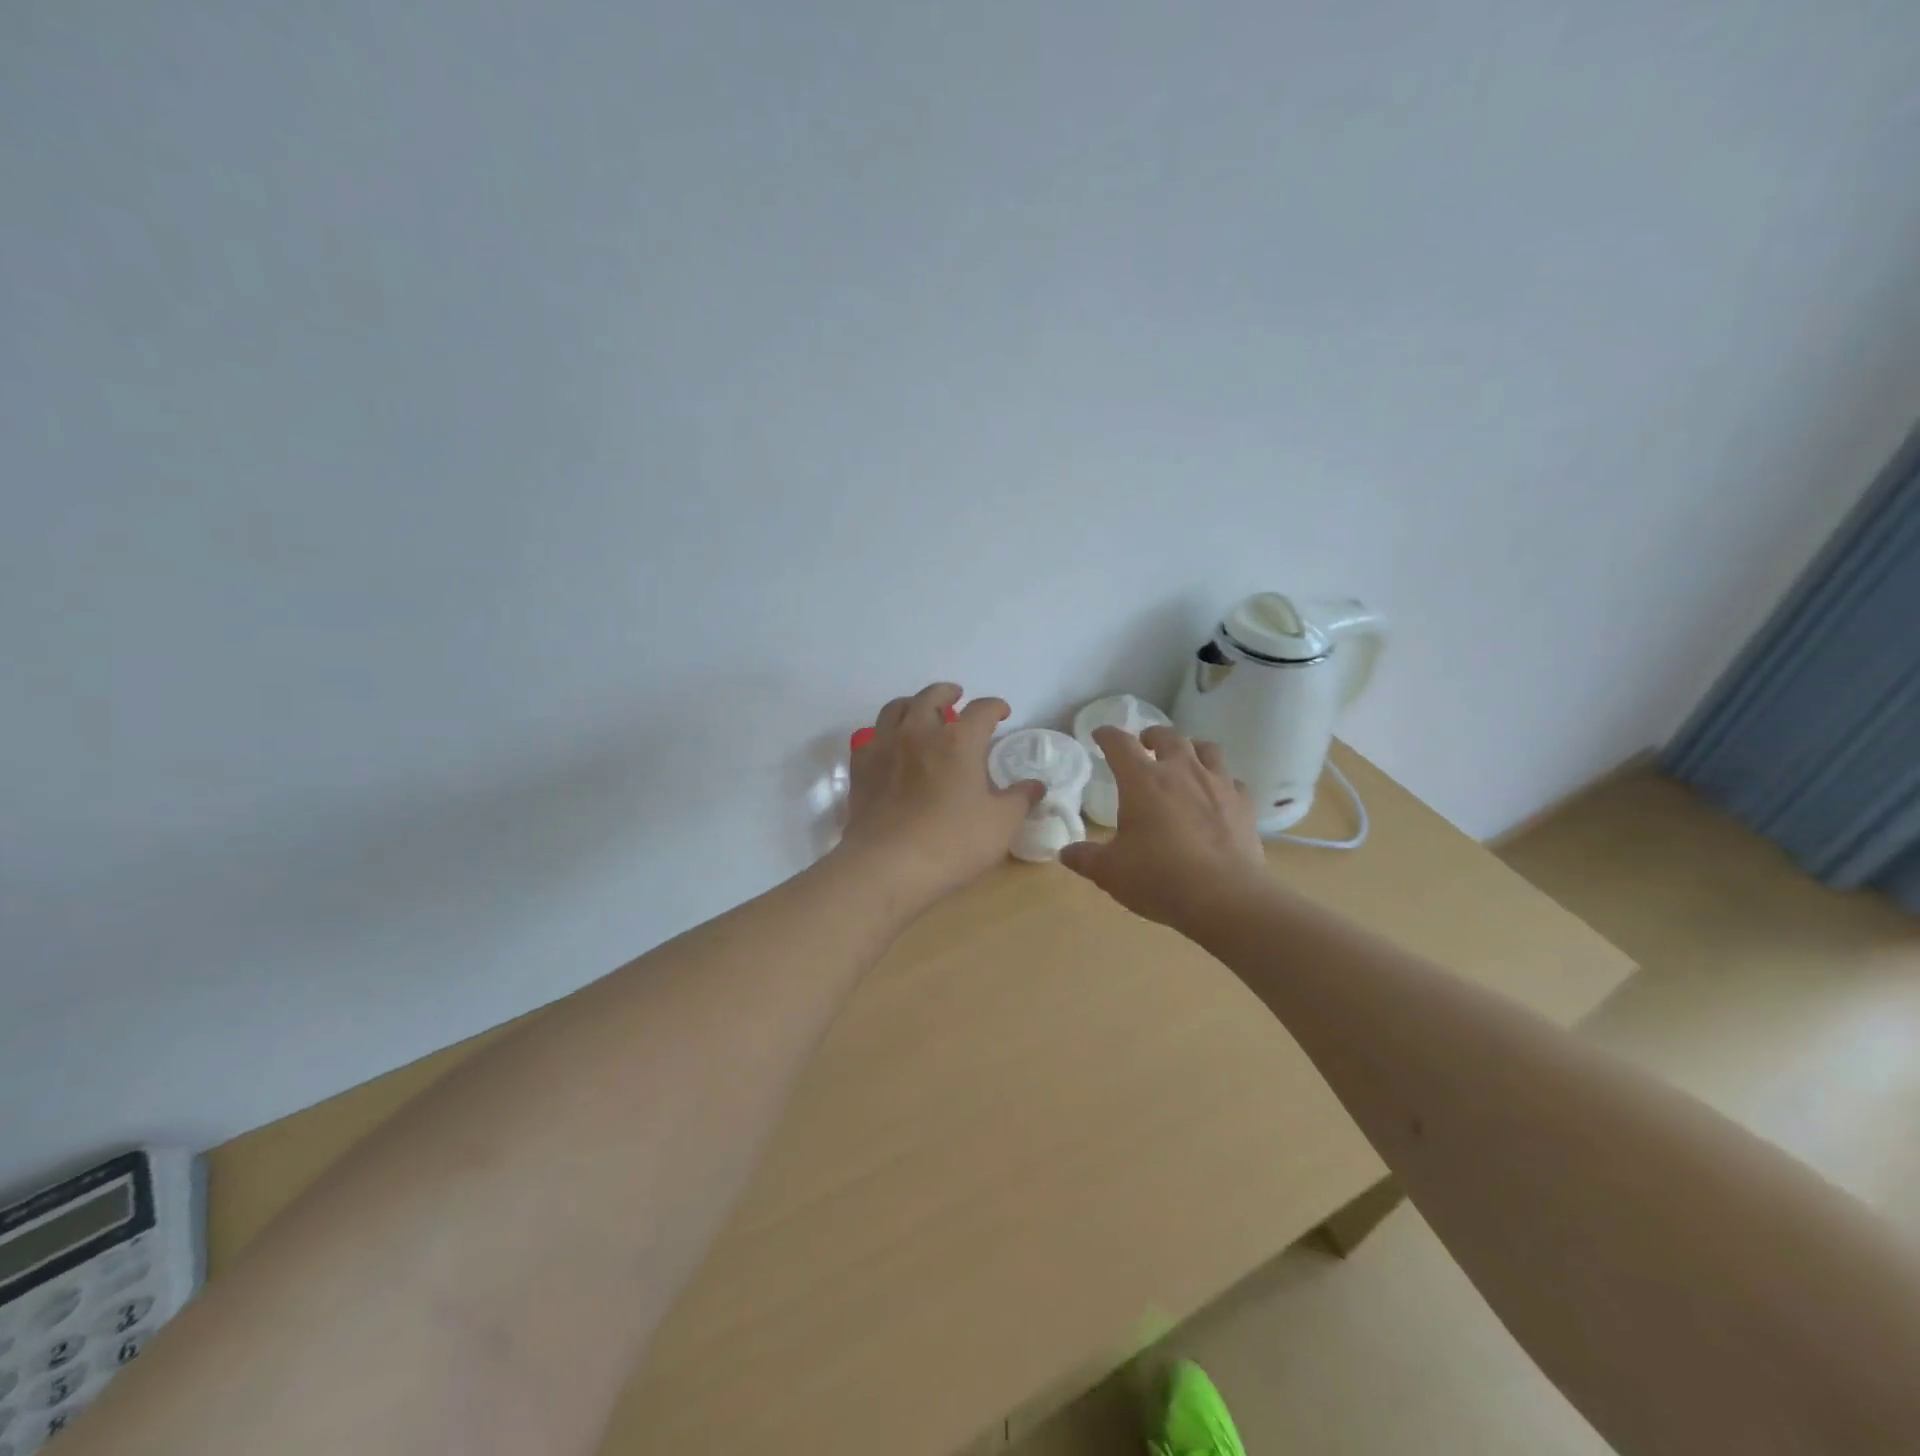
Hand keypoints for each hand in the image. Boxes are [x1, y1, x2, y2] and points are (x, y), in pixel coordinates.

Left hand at [840, 683, 1043, 902]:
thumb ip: (1020, 799)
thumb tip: (1035, 785)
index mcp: (959, 741)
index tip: (1002, 713)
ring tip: (920, 713)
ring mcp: (885, 747)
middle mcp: (920, 732)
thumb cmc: (953, 843)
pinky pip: (869, 738)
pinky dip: (882, 734)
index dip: (995, 706)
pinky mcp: (861, 768)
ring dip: (912, 705)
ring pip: (895, 708)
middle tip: (956, 698)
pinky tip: (888, 746)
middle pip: (932, 696)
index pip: (981, 709)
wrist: (888, 866)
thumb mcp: (1000, 824)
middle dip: (947, 693)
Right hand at [1059, 725, 1266, 927]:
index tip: (1100, 735)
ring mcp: (1217, 784)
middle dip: (1152, 736)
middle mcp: (1181, 771)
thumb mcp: (1110, 872)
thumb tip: (1065, 853)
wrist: (1225, 897)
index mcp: (1142, 780)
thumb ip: (1085, 858)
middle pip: (1167, 736)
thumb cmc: (1158, 878)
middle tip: (1144, 744)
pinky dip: (1221, 781)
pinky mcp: (1244, 804)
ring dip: (1191, 748)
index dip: (1107, 735)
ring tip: (1184, 759)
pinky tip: (1216, 795)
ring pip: (1206, 749)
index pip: (1120, 744)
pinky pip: (1232, 780)